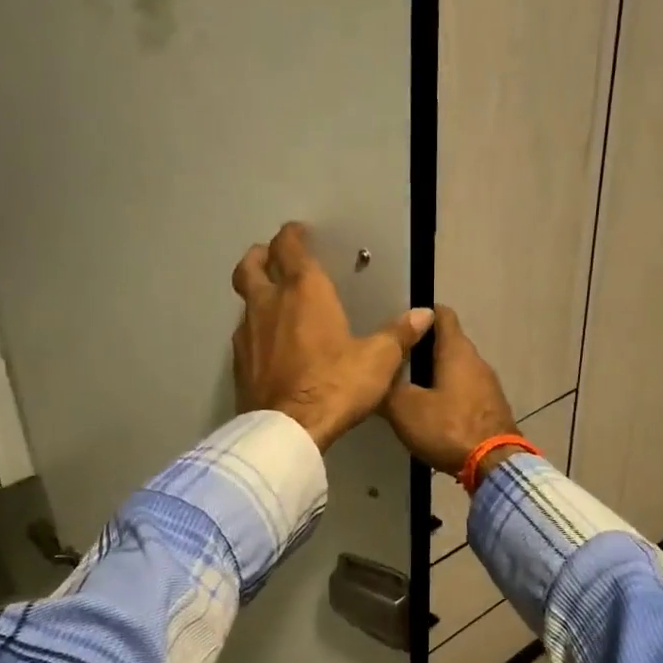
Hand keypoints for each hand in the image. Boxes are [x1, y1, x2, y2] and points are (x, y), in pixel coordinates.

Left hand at [231, 222, 433, 451]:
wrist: (288, 430)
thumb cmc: (336, 385)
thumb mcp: (378, 360)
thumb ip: (399, 334)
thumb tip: (424, 314)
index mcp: (305, 291)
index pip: (290, 247)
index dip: (292, 235)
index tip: (299, 233)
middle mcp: (269, 302)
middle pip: (251, 265)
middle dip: (261, 255)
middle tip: (272, 257)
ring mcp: (247, 332)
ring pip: (245, 299)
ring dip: (256, 293)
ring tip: (273, 302)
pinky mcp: (238, 361)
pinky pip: (244, 332)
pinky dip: (254, 328)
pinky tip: (268, 344)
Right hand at [381, 306, 519, 477]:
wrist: (494, 466)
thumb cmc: (448, 428)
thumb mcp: (405, 408)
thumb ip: (388, 387)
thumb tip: (375, 374)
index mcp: (456, 350)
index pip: (441, 314)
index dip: (420, 314)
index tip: (399, 325)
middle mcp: (477, 360)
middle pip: (447, 343)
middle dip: (422, 349)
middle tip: (394, 362)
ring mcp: (488, 385)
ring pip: (456, 369)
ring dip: (434, 374)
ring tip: (408, 389)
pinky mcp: (492, 408)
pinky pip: (465, 391)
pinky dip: (448, 395)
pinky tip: (431, 413)